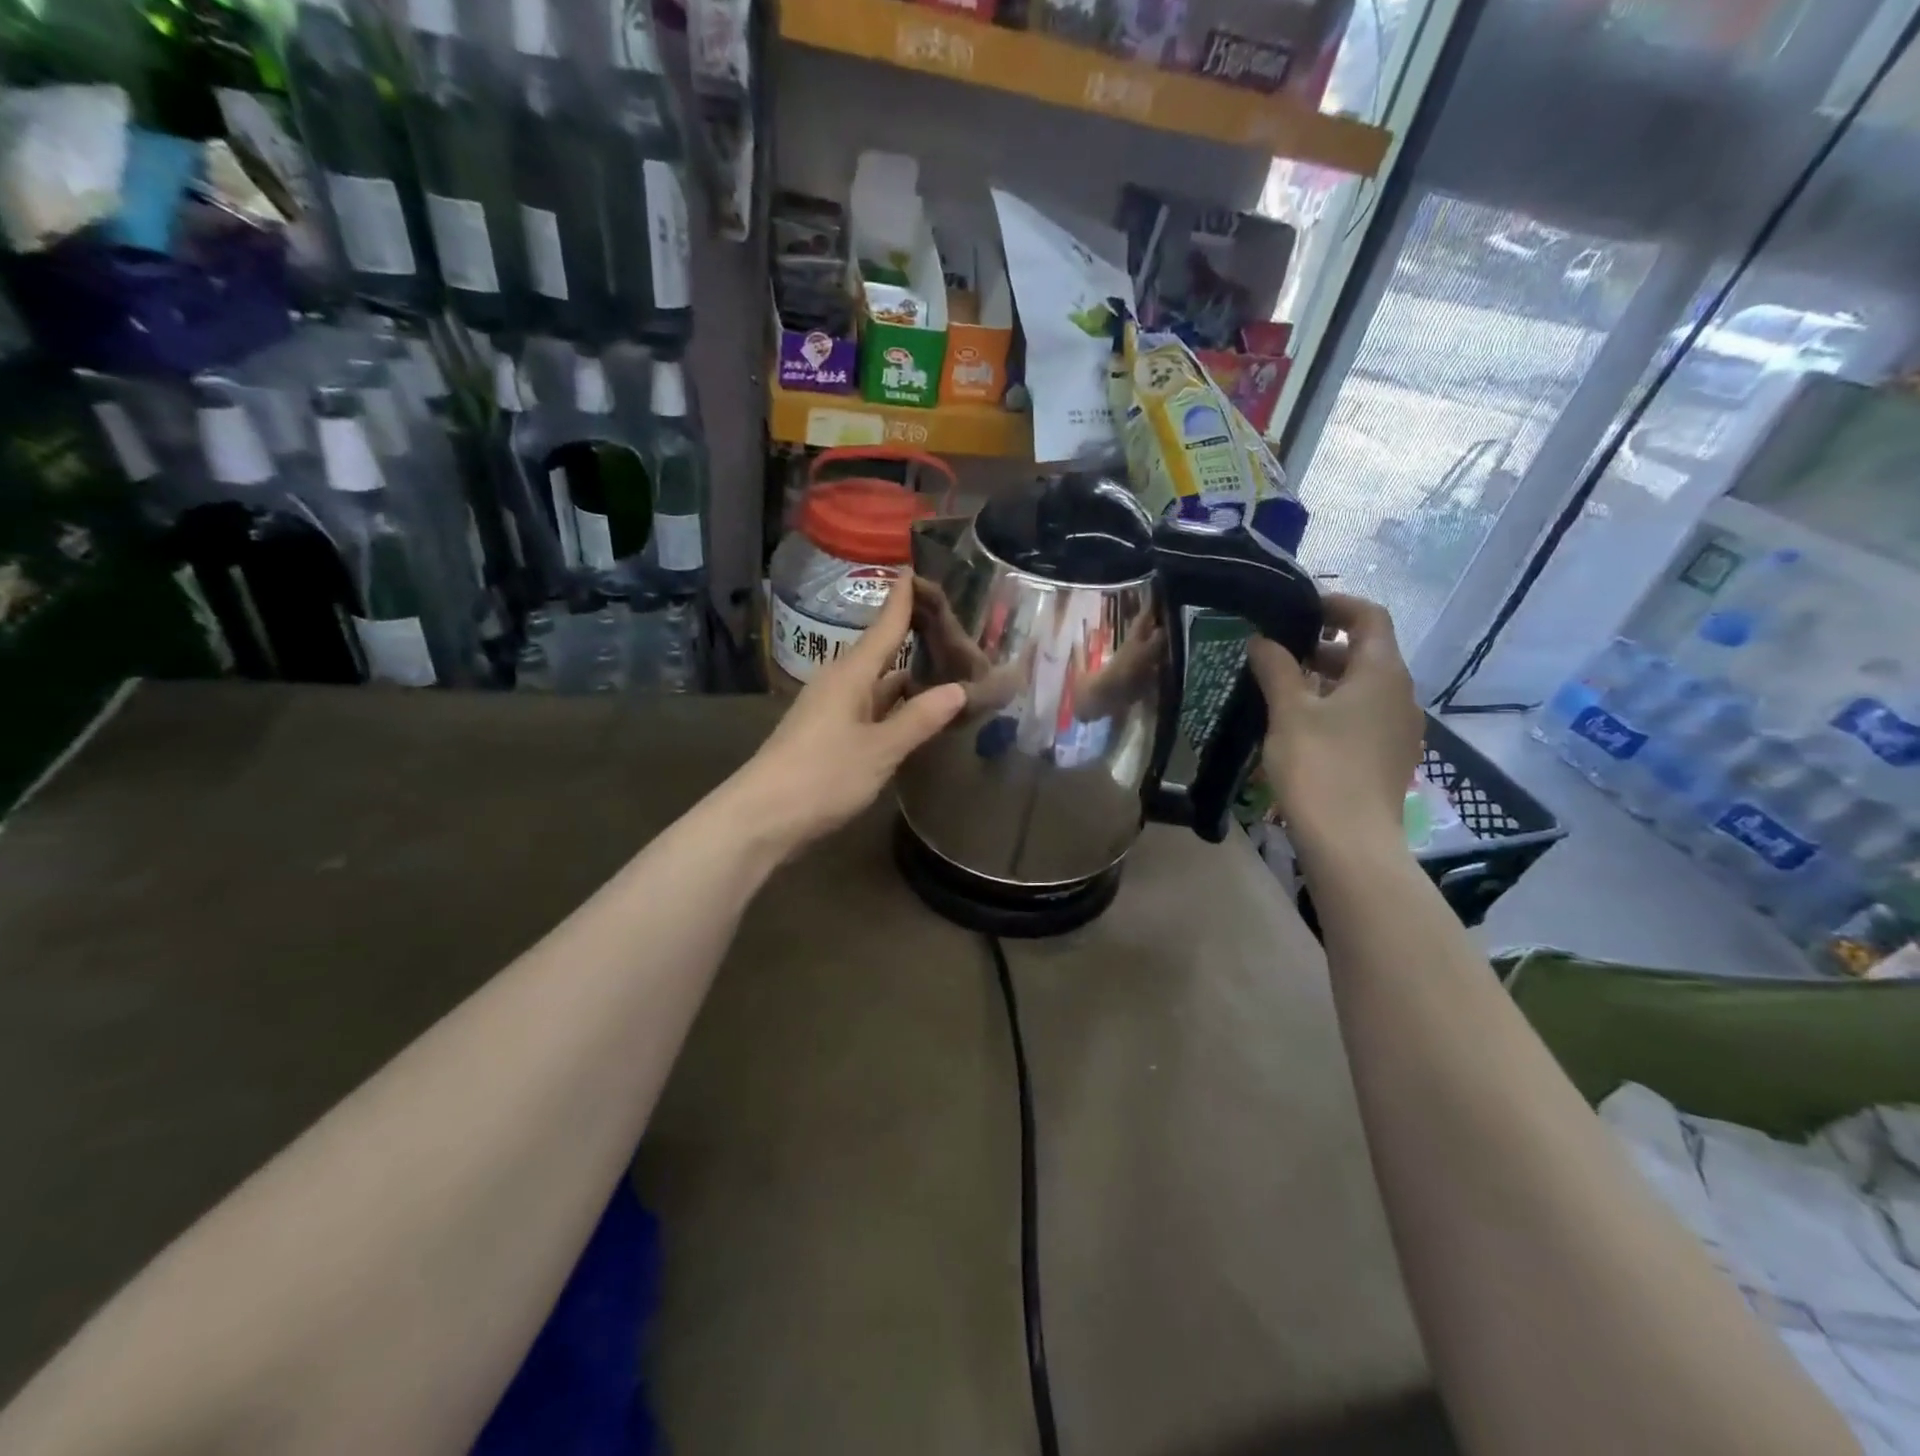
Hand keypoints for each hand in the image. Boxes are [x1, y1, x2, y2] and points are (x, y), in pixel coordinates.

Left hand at [734, 581, 965, 855]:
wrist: (762, 819)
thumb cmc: (822, 776)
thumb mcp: (880, 750)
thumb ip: (920, 719)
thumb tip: (958, 688)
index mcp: (851, 675)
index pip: (885, 627)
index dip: (903, 600)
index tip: (918, 569)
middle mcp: (840, 684)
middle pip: (882, 653)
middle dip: (915, 640)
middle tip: (956, 631)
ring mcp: (831, 711)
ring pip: (877, 685)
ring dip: (908, 679)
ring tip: (948, 671)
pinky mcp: (828, 736)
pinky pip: (869, 710)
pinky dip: (894, 708)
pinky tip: (915, 716)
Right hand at [1246, 592, 1421, 853]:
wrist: (1350, 842)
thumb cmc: (1319, 766)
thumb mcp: (1288, 711)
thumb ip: (1276, 668)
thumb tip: (1261, 640)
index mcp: (1382, 672)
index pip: (1370, 617)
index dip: (1335, 605)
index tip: (1297, 610)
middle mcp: (1401, 694)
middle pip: (1367, 652)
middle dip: (1324, 646)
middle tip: (1279, 654)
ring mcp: (1401, 728)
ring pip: (1365, 687)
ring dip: (1328, 679)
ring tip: (1283, 691)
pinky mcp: (1391, 757)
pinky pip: (1366, 716)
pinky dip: (1337, 708)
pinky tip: (1302, 728)